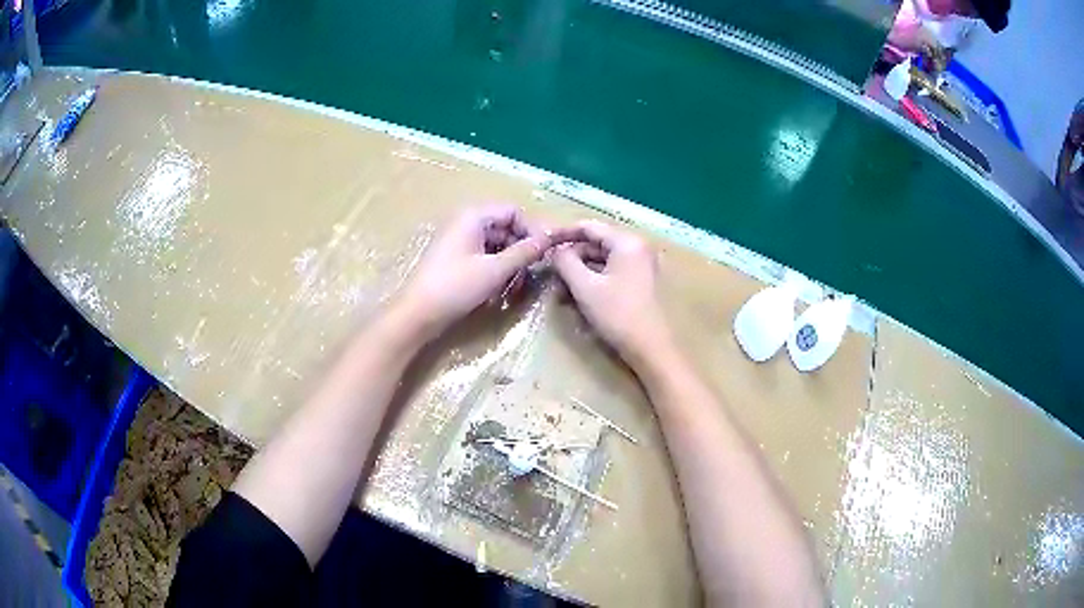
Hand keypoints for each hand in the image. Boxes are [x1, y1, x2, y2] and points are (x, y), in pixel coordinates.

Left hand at [397, 205, 549, 337]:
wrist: (416, 313)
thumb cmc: (455, 287)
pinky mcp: (455, 258)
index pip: (513, 212)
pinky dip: (496, 268)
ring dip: (511, 261)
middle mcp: (465, 222)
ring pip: (496, 243)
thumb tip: (550, 239)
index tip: (545, 253)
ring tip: (517, 285)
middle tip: (534, 271)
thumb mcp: (495, 270)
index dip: (532, 230)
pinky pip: (484, 255)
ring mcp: (458, 240)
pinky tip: (501, 288)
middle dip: (522, 248)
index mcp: (473, 216)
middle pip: (505, 227)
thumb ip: (525, 252)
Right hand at [551, 220, 670, 362]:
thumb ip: (565, 263)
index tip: (542, 243)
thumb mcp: (585, 287)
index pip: (589, 227)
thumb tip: (555, 251)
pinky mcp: (643, 283)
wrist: (652, 349)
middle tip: (550, 273)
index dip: (563, 233)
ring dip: (581, 271)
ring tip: (561, 290)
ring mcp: (643, 266)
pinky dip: (595, 280)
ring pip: (604, 260)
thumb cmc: (618, 315)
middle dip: (572, 257)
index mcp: (627, 242)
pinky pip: (613, 273)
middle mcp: (638, 248)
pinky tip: (579, 297)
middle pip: (597, 243)